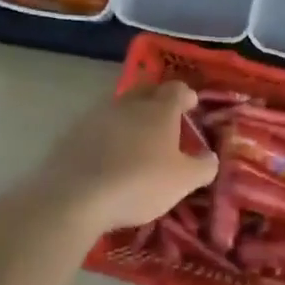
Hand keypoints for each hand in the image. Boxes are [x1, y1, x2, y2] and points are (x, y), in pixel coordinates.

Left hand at [31, 80, 218, 235]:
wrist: (76, 196)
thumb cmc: (139, 183)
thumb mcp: (183, 181)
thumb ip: (203, 167)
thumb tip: (210, 157)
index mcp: (160, 109)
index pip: (177, 89)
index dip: (186, 96)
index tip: (192, 105)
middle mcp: (130, 104)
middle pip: (147, 90)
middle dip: (158, 99)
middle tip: (166, 117)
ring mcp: (98, 115)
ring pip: (121, 107)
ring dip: (132, 117)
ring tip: (138, 139)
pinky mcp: (74, 132)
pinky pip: (99, 126)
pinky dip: (109, 134)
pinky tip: (110, 154)